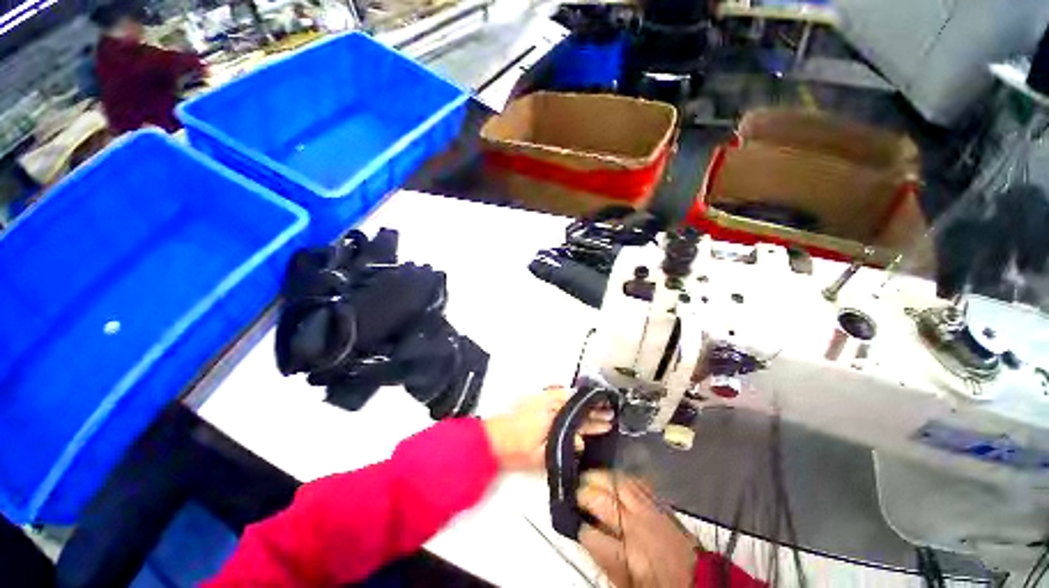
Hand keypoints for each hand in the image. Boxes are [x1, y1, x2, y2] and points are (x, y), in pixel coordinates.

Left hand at [483, 386, 613, 470]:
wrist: (492, 439)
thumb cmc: (516, 451)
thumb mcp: (540, 456)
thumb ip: (562, 447)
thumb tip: (581, 441)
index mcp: (552, 419)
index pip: (578, 419)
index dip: (594, 420)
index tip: (608, 420)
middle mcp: (549, 405)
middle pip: (576, 406)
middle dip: (592, 410)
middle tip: (608, 412)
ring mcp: (541, 399)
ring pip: (568, 397)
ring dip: (582, 401)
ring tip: (595, 403)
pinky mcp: (534, 399)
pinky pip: (556, 392)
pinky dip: (568, 393)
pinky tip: (573, 395)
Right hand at [578, 471, 696, 587]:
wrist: (699, 579)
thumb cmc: (661, 585)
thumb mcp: (627, 583)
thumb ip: (605, 560)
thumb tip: (588, 537)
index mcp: (627, 556)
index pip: (591, 535)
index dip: (580, 529)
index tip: (577, 526)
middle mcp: (637, 528)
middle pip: (602, 500)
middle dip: (584, 493)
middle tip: (576, 494)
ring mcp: (650, 511)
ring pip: (618, 482)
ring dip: (600, 477)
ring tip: (589, 477)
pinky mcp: (660, 502)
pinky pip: (637, 480)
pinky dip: (622, 476)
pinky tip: (613, 476)